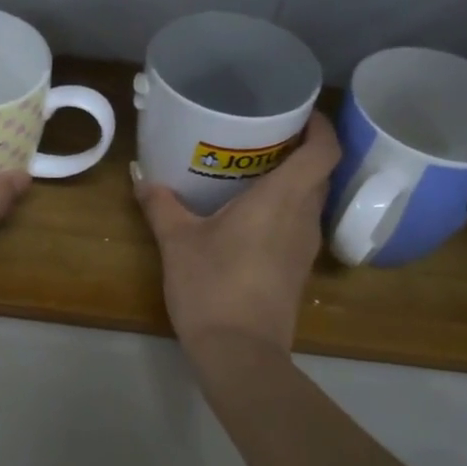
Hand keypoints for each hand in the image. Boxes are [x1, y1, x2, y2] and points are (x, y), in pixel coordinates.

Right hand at [133, 113, 340, 355]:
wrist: (240, 353)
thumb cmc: (211, 287)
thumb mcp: (177, 242)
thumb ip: (161, 206)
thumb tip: (142, 180)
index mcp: (282, 200)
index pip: (324, 150)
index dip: (320, 125)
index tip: (300, 112)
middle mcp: (303, 218)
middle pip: (320, 173)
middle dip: (300, 150)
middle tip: (264, 137)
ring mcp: (305, 248)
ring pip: (310, 201)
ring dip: (292, 183)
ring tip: (254, 173)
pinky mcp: (298, 272)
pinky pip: (299, 226)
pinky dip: (284, 211)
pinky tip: (250, 218)